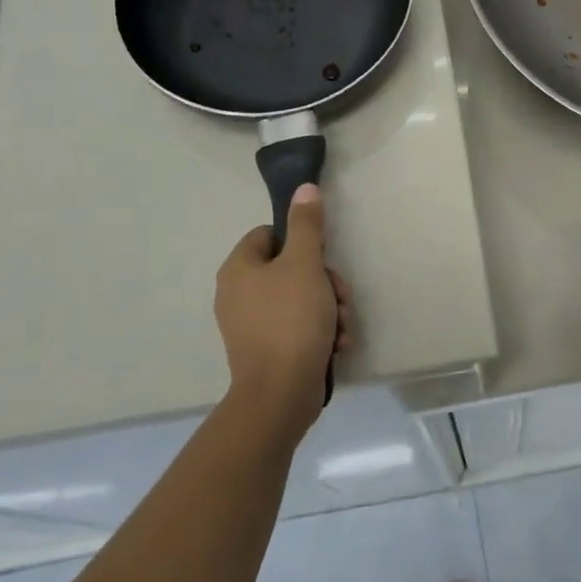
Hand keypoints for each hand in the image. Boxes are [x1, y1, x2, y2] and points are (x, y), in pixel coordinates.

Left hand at [215, 184, 351, 436]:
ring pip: (301, 299)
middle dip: (325, 282)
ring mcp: (252, 326)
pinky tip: (337, 344)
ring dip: (330, 309)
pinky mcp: (268, 351)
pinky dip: (321, 332)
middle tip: (340, 298)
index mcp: (239, 269)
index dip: (302, 242)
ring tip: (341, 326)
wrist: (281, 394)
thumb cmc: (291, 321)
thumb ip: (307, 224)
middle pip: (291, 269)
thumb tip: (304, 187)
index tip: (323, 258)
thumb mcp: (304, 264)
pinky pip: (298, 328)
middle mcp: (239, 294)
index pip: (271, 235)